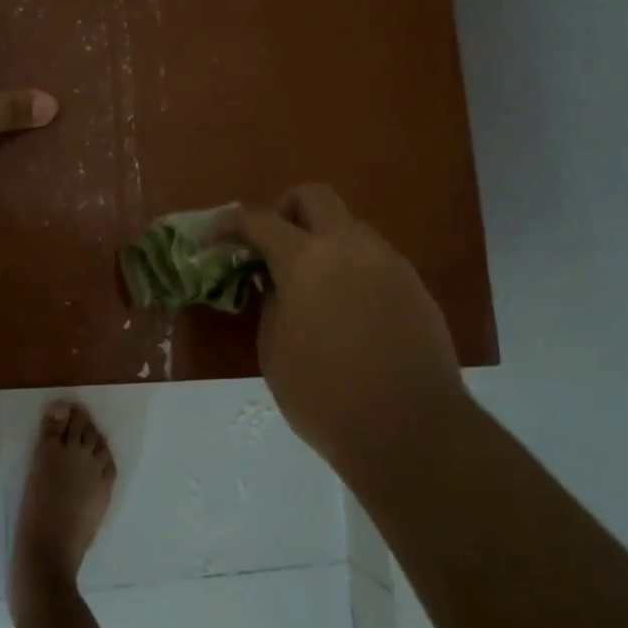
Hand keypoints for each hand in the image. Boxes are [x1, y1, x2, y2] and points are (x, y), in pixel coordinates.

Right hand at [225, 185, 470, 474]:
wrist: (411, 430)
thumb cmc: (325, 395)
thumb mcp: (274, 350)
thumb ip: (270, 302)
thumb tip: (276, 283)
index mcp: (306, 259)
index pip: (259, 221)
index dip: (229, 225)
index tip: (213, 239)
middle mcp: (350, 246)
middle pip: (315, 196)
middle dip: (286, 210)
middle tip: (273, 244)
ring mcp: (388, 263)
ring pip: (350, 227)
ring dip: (324, 240)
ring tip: (313, 283)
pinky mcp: (415, 286)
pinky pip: (375, 259)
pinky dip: (352, 268)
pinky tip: (348, 309)